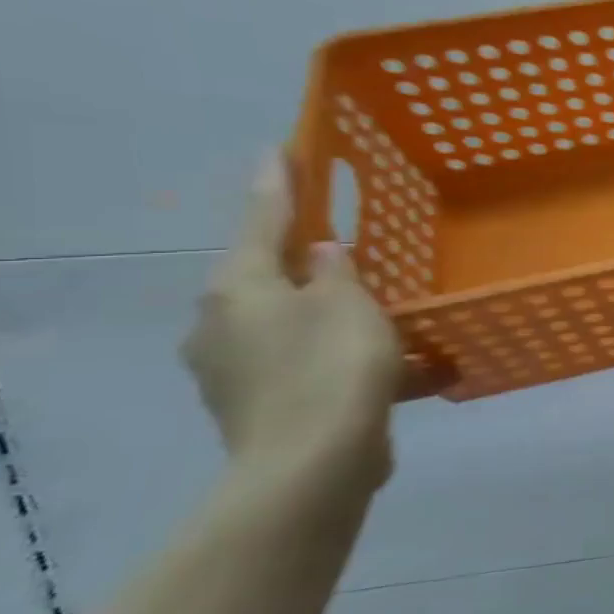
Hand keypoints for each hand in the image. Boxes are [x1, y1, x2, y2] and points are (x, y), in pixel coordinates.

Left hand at [183, 155, 402, 505]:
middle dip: (304, 261)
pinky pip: (305, 364)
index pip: (261, 220)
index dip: (277, 183)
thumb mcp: (349, 304)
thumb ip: (337, 271)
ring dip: (328, 315)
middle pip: (267, 277)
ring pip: (289, 324)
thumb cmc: (333, 367)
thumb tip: (323, 253)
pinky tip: (391, 368)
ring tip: (380, 314)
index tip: (280, 148)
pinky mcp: (259, 405)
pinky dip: (340, 358)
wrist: (312, 465)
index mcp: (239, 288)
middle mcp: (222, 324)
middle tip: (344, 245)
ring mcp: (234, 370)